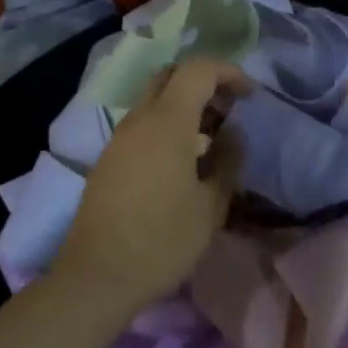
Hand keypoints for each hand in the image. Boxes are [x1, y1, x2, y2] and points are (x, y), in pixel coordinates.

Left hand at [51, 56, 249, 313]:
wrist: (96, 277)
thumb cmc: (162, 240)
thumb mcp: (211, 205)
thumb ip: (227, 161)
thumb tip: (233, 135)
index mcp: (168, 121)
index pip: (198, 70)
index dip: (229, 73)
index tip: (250, 96)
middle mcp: (139, 119)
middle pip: (171, 75)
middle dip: (204, 82)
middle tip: (229, 110)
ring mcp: (119, 138)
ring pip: (154, 99)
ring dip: (185, 105)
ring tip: (210, 138)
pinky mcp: (108, 159)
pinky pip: (142, 124)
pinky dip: (167, 125)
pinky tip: (182, 161)